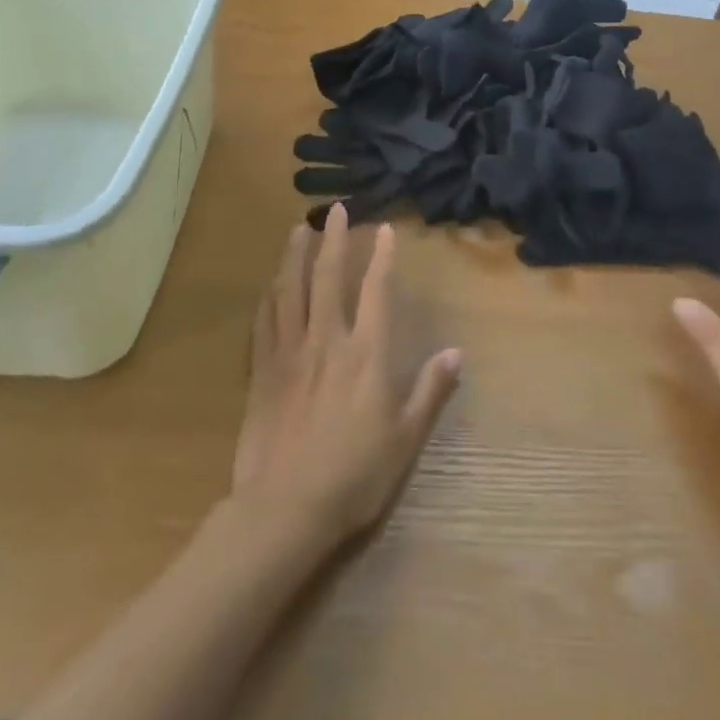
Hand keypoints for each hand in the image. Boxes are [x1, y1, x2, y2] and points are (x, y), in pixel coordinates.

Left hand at [231, 205, 462, 546]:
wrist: (285, 510)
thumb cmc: (354, 476)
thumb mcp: (405, 439)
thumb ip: (430, 391)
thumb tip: (456, 352)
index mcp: (366, 354)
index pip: (376, 291)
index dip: (381, 257)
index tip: (384, 229)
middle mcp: (327, 341)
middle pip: (327, 278)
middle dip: (333, 240)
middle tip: (334, 209)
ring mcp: (289, 354)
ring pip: (289, 291)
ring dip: (294, 256)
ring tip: (298, 229)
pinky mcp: (262, 373)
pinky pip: (264, 323)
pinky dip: (269, 296)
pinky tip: (270, 284)